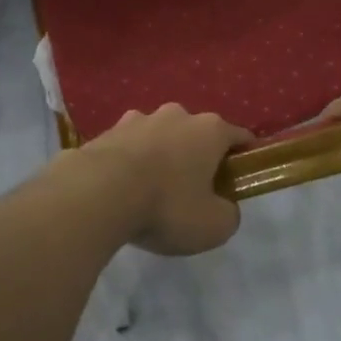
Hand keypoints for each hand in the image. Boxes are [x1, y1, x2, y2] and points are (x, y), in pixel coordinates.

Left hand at [71, 105, 253, 255]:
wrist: (97, 194)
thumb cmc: (167, 206)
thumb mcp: (214, 226)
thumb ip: (228, 214)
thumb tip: (223, 207)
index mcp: (210, 130)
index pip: (239, 137)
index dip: (244, 157)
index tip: (240, 179)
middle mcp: (177, 115)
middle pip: (197, 134)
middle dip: (198, 156)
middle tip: (193, 190)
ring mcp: (139, 119)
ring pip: (160, 136)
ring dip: (161, 156)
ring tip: (152, 189)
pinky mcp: (107, 131)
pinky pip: (129, 147)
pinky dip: (131, 162)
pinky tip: (123, 189)